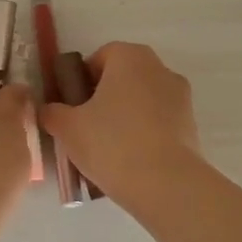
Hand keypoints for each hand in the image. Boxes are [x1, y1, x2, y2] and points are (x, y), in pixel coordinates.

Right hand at [40, 42, 201, 207]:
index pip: (100, 57)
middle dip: (103, 99)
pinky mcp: (191, 125)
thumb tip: (50, 110)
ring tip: (106, 150)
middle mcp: (160, 69)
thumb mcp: (68, 128)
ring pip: (141, 101)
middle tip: (84, 128)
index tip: (71, 106)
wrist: (165, 184)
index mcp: (130, 58)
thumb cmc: (111, 144)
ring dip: (124, 117)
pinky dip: (144, 134)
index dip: (81, 80)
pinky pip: (158, 123)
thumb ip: (52, 112)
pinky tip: (129, 161)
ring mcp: (181, 97)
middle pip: (123, 78)